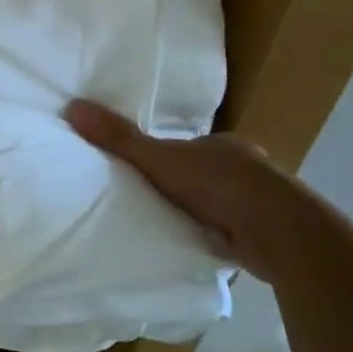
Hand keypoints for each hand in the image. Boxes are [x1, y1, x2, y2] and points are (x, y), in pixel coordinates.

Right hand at [64, 99, 293, 279]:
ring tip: (170, 224)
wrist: (280, 231)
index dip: (167, 157)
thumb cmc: (220, 184)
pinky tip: (198, 245)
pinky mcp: (266, 235)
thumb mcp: (159, 158)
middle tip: (152, 199)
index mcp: (223, 145)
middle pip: (204, 174)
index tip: (146, 171)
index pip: (189, 148)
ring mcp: (259, 203)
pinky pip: (232, 232)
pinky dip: (216, 236)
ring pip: (221, 204)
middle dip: (184, 186)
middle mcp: (245, 169)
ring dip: (202, 213)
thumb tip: (72, 106)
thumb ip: (119, 138)